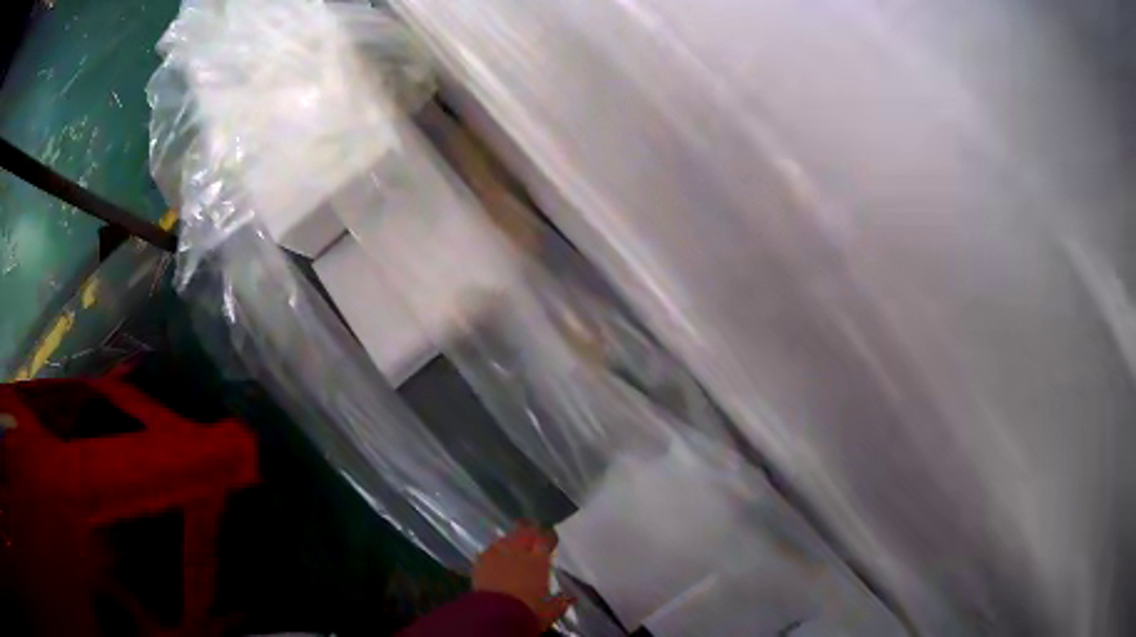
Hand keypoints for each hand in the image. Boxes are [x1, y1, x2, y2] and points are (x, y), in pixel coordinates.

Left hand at [472, 522, 575, 630]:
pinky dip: (496, 551)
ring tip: (514, 545)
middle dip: (530, 531)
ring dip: (511, 540)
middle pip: (525, 531)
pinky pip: (490, 549)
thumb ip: (561, 602)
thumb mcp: (550, 611)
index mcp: (539, 561)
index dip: (549, 537)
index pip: (546, 539)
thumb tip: (570, 598)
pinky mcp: (481, 561)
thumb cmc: (528, 612)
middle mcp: (518, 552)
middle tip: (533, 535)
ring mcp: (497, 554)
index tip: (551, 540)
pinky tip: (496, 557)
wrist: (495, 616)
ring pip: (506, 538)